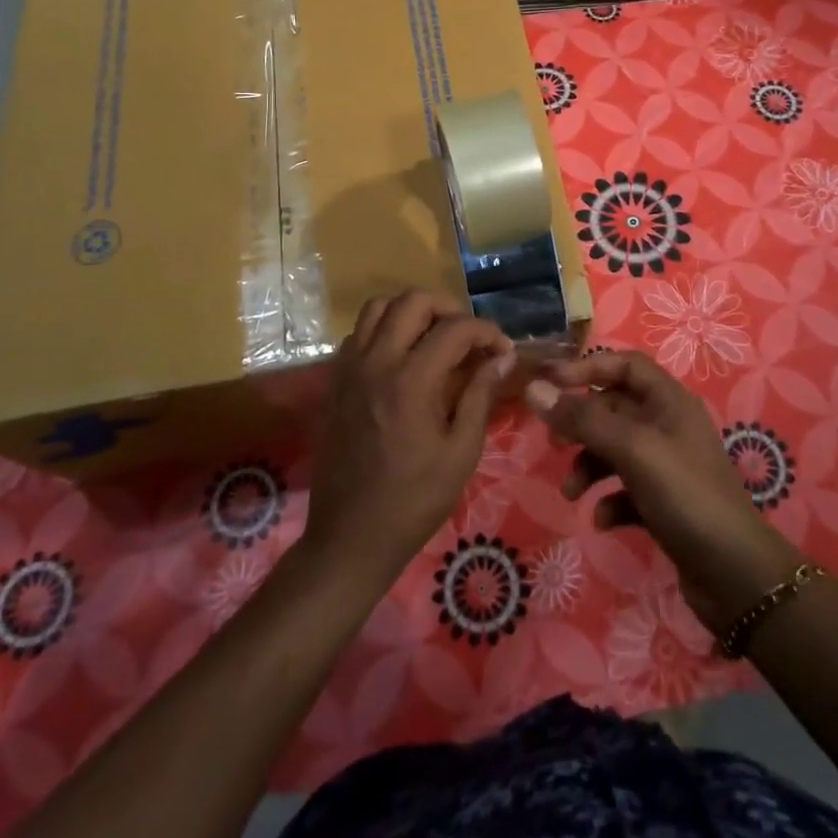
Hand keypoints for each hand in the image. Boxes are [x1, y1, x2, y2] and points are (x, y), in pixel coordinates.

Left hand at [303, 291, 514, 592]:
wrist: (351, 536)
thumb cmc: (414, 500)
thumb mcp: (461, 452)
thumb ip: (480, 396)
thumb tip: (501, 358)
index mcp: (412, 381)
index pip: (455, 328)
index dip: (486, 331)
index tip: (502, 350)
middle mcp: (376, 362)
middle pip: (412, 301)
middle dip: (448, 309)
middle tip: (467, 338)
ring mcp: (349, 369)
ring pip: (378, 308)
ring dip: (411, 314)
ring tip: (433, 339)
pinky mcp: (334, 381)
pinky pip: (359, 334)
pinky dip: (384, 331)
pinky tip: (401, 360)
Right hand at [526, 352, 800, 635]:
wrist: (735, 574)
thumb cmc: (685, 495)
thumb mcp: (631, 450)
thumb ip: (582, 419)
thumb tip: (533, 388)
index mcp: (669, 401)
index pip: (624, 365)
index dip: (587, 368)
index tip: (550, 384)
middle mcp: (668, 426)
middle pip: (614, 408)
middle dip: (581, 424)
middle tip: (554, 442)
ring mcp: (667, 466)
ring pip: (615, 450)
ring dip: (589, 466)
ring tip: (572, 492)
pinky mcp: (664, 503)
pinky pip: (625, 489)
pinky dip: (609, 499)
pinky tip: (604, 520)